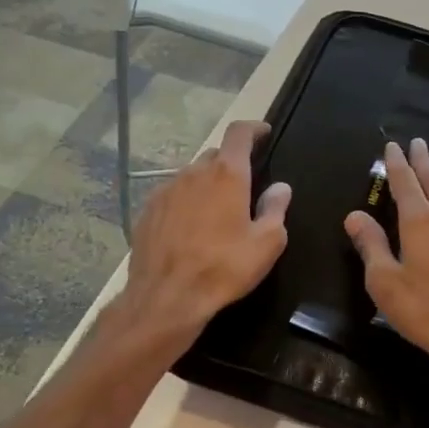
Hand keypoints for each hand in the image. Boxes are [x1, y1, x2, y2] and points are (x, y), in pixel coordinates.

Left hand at [120, 120, 291, 341]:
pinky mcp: (148, 211)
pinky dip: (186, 201)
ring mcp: (166, 190)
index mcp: (227, 175)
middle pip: (215, 155)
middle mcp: (193, 174)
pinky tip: (191, 228)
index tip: (263, 133)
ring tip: (217, 212)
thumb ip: (276, 209)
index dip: (253, 129)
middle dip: (232, 163)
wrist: (166, 298)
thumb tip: (280, 187)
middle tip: (244, 186)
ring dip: (207, 184)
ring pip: (192, 175)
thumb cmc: (224, 268)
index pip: (239, 134)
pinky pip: (173, 195)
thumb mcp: (267, 243)